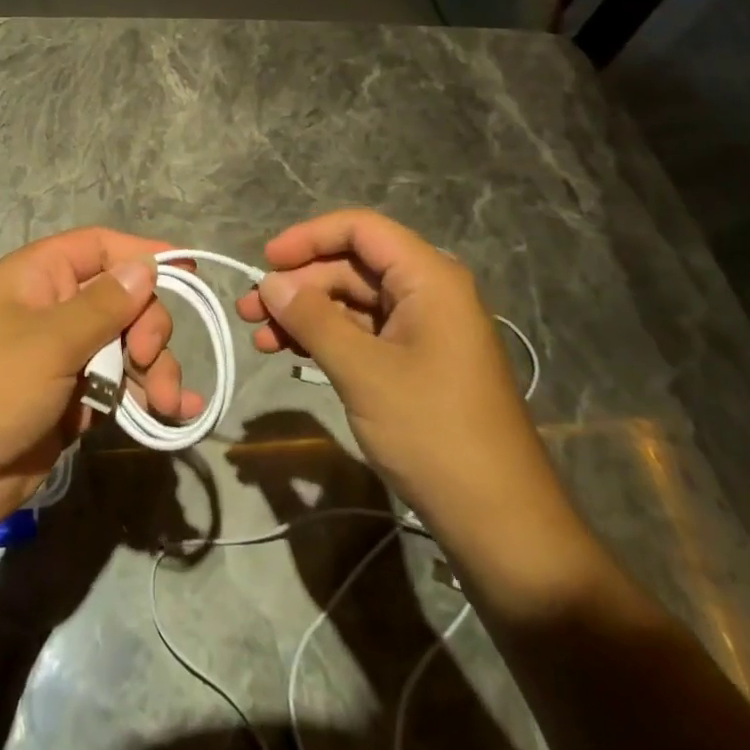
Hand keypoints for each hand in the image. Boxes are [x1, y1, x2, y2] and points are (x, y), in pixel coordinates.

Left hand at [0, 228, 201, 534]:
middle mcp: (54, 309)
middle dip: (149, 327)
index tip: (189, 270)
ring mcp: (64, 356)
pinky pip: (120, 386)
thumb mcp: (49, 341)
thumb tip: (146, 266)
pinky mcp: (72, 399)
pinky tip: (175, 415)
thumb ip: (104, 305)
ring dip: (155, 369)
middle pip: (123, 299)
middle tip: (149, 359)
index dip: (142, 253)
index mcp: (39, 276)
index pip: (100, 247)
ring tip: (168, 403)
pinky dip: (146, 398)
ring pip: (127, 346)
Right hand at [237, 210, 585, 582]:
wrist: (500, 520)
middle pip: (352, 266)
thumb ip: (313, 318)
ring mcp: (423, 329)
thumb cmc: (433, 432)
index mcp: (428, 278)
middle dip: (298, 284)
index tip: (266, 261)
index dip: (309, 237)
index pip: (360, 229)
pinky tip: (291, 353)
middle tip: (250, 311)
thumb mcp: (363, 371)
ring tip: (260, 337)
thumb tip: (270, 282)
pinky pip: (363, 333)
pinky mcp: (416, 362)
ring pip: (352, 301)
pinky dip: (326, 338)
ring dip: (305, 314)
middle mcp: (428, 292)